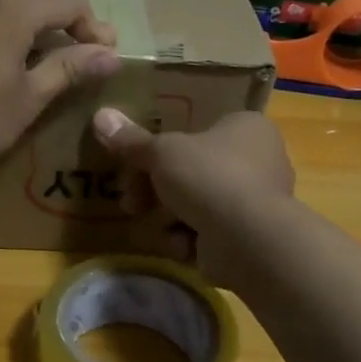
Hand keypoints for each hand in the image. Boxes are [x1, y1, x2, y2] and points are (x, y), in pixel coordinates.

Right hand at [90, 108, 294, 286]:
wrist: (248, 239)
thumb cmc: (209, 177)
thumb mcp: (161, 153)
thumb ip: (131, 141)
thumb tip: (100, 116)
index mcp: (246, 127)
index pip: (199, 130)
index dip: (163, 149)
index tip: (137, 166)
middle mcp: (260, 159)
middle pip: (193, 171)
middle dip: (156, 190)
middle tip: (132, 202)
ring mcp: (257, 201)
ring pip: (198, 205)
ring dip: (171, 218)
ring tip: (156, 228)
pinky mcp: (252, 236)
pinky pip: (210, 233)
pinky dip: (191, 240)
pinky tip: (181, 246)